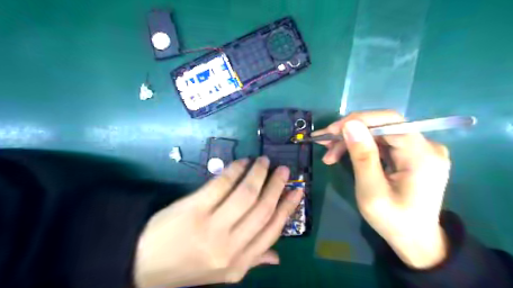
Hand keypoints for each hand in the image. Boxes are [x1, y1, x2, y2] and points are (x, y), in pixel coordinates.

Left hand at [132, 158, 303, 287]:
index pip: (272, 230)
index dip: (287, 208)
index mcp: (239, 262)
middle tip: (283, 169)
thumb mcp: (223, 273)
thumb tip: (277, 256)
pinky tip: (242, 162)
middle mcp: (229, 246)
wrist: (145, 264)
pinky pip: (222, 184)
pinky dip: (235, 170)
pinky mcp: (194, 209)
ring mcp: (211, 226)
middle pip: (262, 209)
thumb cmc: (188, 267)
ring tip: (264, 162)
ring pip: (246, 194)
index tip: (297, 190)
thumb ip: (252, 261)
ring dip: (258, 174)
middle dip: (276, 186)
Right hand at [315, 110, 449, 269]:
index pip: (389, 121)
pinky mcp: (411, 154)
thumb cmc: (393, 221)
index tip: (331, 132)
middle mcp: (426, 146)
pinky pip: (381, 142)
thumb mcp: (371, 191)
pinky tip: (343, 154)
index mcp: (422, 155)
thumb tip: (349, 124)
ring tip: (329, 154)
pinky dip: (360, 146)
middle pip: (382, 126)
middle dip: (349, 133)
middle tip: (324, 145)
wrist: (416, 240)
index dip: (357, 120)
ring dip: (351, 141)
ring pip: (378, 133)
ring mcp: (420, 149)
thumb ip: (362, 156)